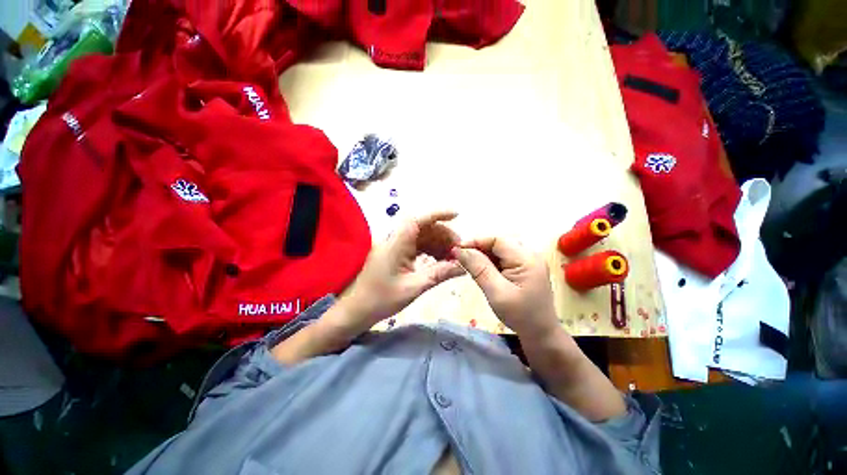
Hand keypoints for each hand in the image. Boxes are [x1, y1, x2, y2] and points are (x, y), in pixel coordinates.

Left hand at [340, 211, 465, 330]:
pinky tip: (440, 260)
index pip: (417, 220)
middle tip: (458, 249)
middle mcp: (395, 240)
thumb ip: (439, 274)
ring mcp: (395, 246)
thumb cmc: (381, 299)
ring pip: (421, 237)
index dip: (437, 214)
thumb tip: (462, 267)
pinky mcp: (396, 254)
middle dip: (443, 235)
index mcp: (396, 244)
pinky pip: (417, 246)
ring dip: (438, 243)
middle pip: (423, 228)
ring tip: (452, 257)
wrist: (358, 309)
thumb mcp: (414, 287)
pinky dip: (430, 250)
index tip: (457, 215)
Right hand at [453, 237, 559, 338]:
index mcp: (526, 258)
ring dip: (483, 256)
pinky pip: (504, 259)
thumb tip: (459, 250)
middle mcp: (530, 254)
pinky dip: (491, 263)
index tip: (457, 250)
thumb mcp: (496, 292)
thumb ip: (478, 268)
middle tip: (461, 258)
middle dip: (478, 249)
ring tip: (469, 265)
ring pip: (500, 251)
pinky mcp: (525, 268)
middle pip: (498, 243)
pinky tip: (482, 271)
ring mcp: (529, 261)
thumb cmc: (519, 315)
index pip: (497, 240)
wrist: (541, 335)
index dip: (476, 241)